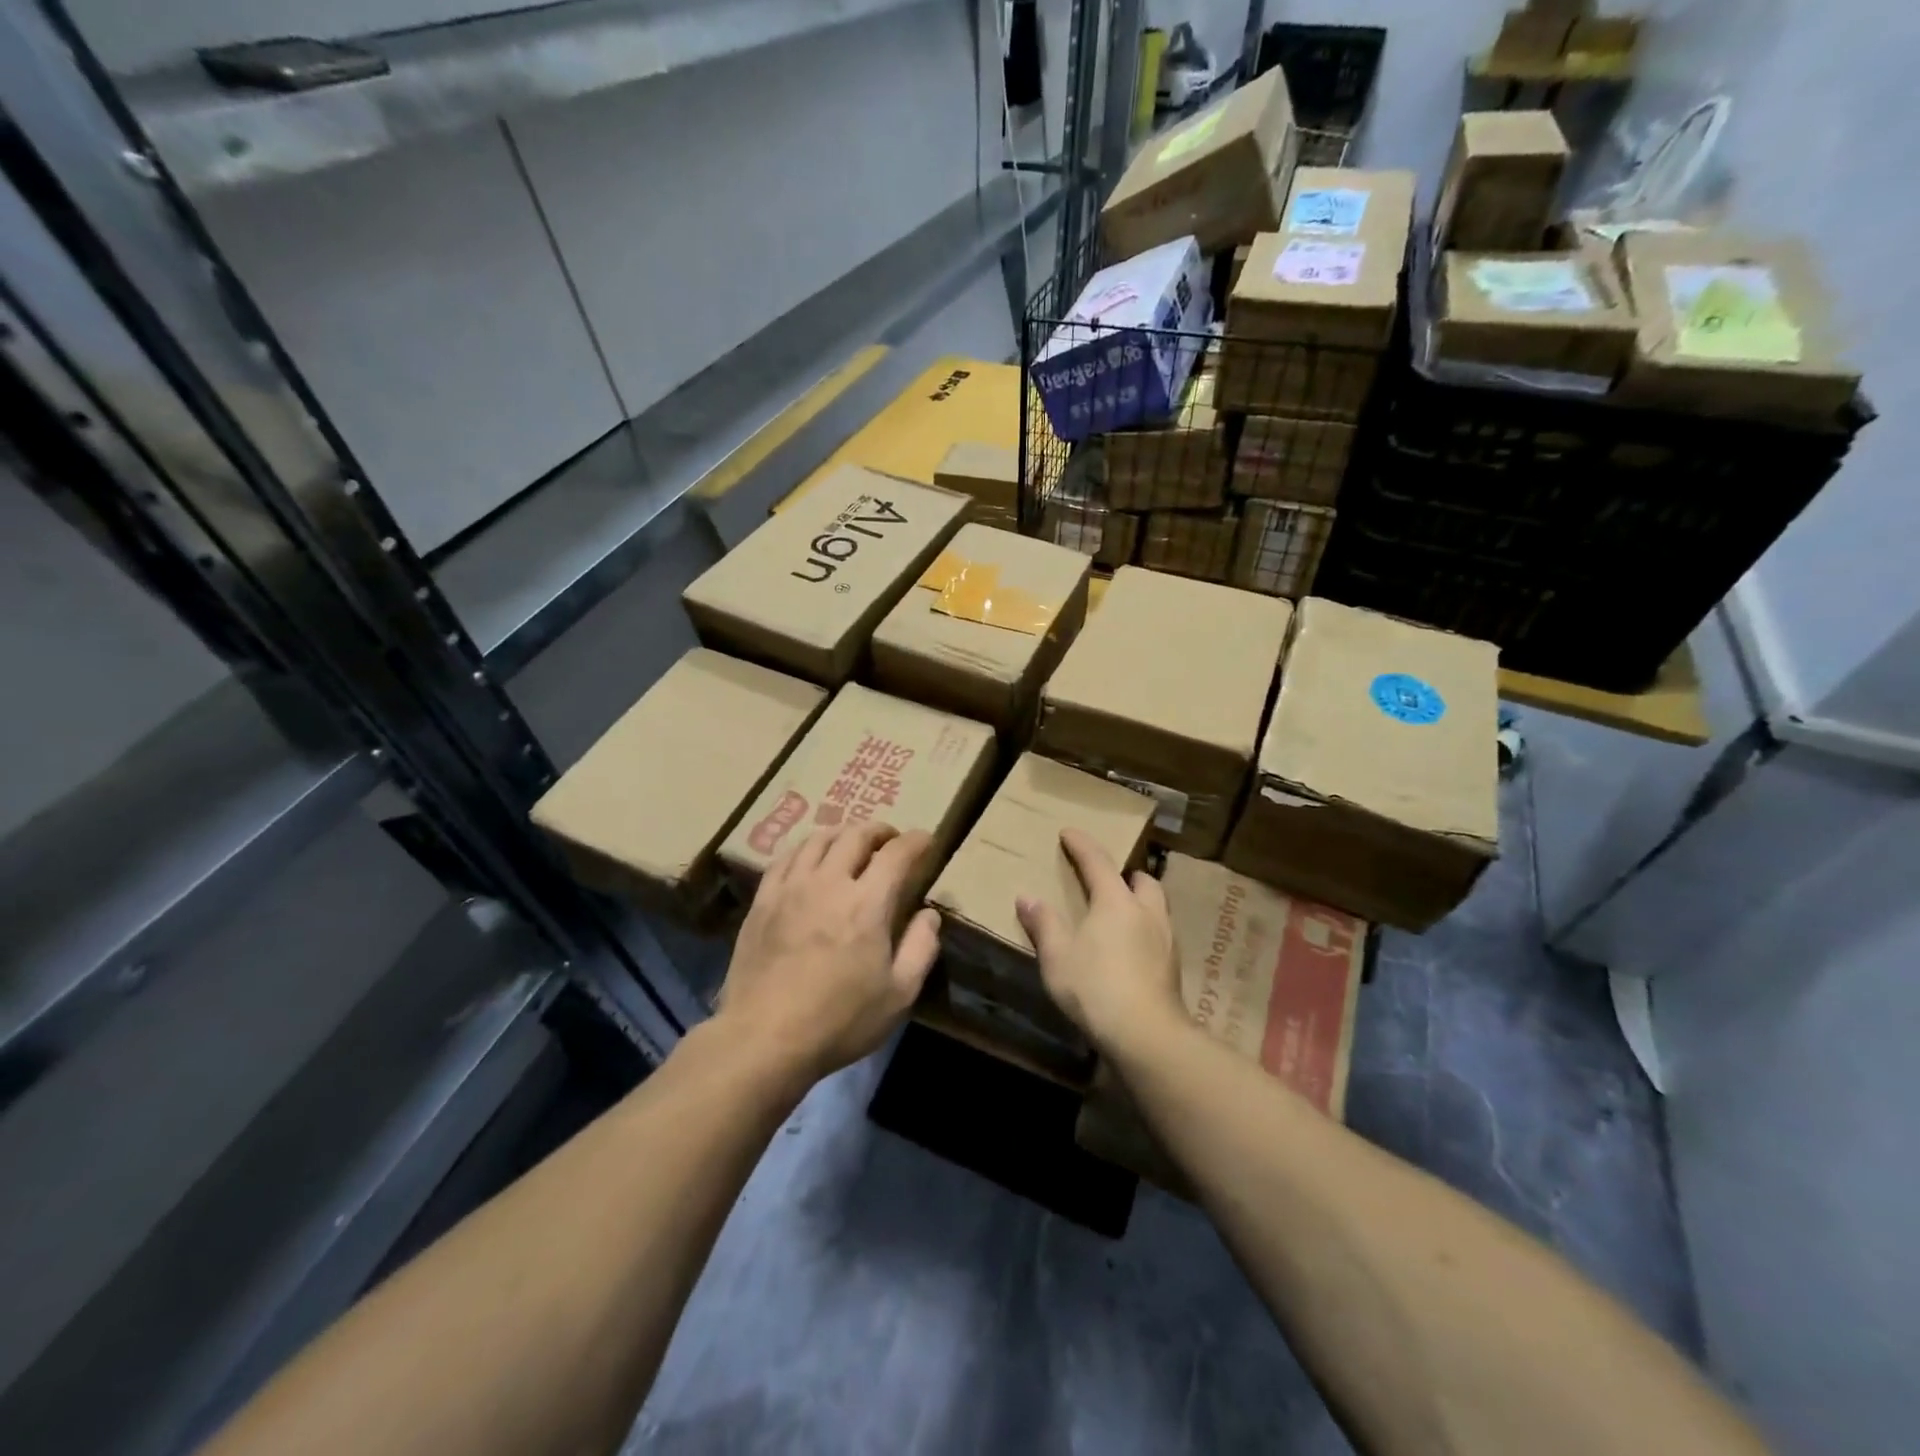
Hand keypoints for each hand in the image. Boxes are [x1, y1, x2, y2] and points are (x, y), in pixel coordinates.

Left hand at [716, 822, 940, 1084]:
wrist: (764, 1037)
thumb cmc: (840, 1020)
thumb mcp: (899, 994)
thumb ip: (921, 948)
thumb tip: (929, 915)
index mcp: (867, 903)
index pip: (897, 853)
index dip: (915, 841)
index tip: (926, 840)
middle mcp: (829, 882)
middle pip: (856, 835)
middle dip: (879, 831)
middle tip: (889, 840)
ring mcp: (791, 887)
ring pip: (818, 839)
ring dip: (842, 834)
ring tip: (851, 844)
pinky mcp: (762, 900)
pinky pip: (785, 858)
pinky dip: (806, 849)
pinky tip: (809, 860)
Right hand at [1015, 828, 1182, 1052]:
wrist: (1146, 1034)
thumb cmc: (1095, 987)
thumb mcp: (1057, 956)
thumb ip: (1044, 924)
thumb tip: (1027, 897)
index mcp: (1115, 901)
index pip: (1097, 861)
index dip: (1081, 844)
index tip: (1069, 832)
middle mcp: (1146, 911)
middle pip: (1142, 880)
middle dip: (1125, 875)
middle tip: (1107, 881)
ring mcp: (1166, 939)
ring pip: (1157, 906)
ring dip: (1141, 901)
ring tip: (1122, 914)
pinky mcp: (1173, 966)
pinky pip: (1161, 933)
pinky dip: (1146, 930)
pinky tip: (1133, 949)